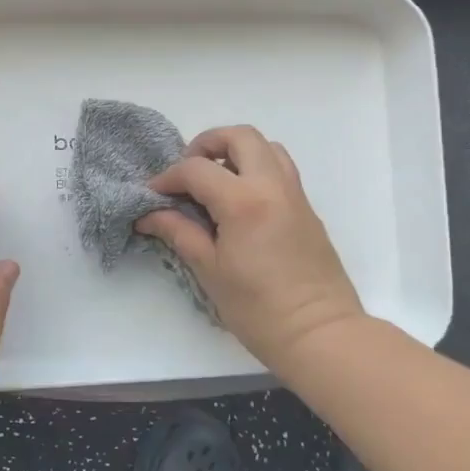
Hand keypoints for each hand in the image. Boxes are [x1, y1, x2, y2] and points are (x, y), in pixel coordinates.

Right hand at [137, 125, 363, 376]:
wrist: (320, 334)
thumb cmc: (258, 308)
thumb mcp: (209, 270)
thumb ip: (179, 233)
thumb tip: (149, 215)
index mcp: (243, 201)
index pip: (197, 169)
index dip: (168, 178)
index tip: (153, 195)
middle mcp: (272, 186)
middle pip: (240, 136)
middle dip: (207, 144)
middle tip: (188, 172)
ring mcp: (294, 194)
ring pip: (266, 147)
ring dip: (236, 152)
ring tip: (215, 181)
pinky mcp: (306, 208)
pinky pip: (280, 168)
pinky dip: (255, 168)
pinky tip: (238, 201)